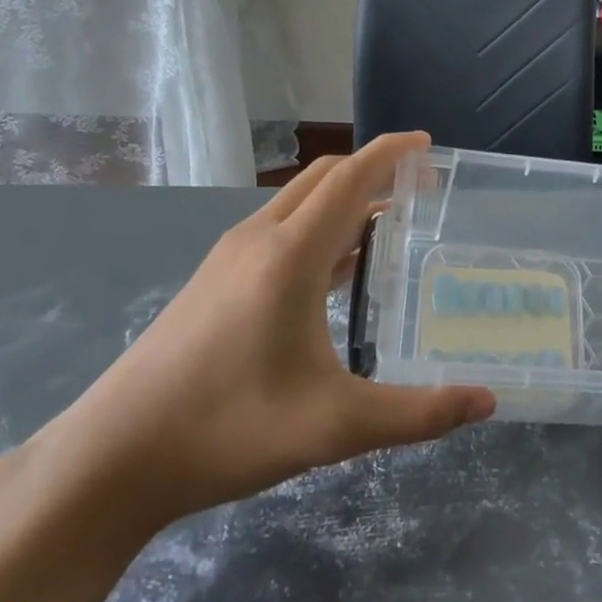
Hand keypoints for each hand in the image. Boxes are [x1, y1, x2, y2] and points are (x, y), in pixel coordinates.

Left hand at [37, 132, 494, 529]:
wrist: (114, 457)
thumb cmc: (228, 429)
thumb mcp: (337, 426)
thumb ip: (420, 414)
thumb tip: (488, 402)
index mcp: (289, 255)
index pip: (350, 180)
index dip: (391, 154)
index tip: (428, 145)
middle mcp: (257, 241)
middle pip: (322, 180)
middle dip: (373, 171)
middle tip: (420, 189)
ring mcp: (228, 260)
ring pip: (296, 204)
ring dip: (344, 200)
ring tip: (389, 224)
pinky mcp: (212, 282)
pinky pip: (277, 232)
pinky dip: (317, 229)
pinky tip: (335, 271)